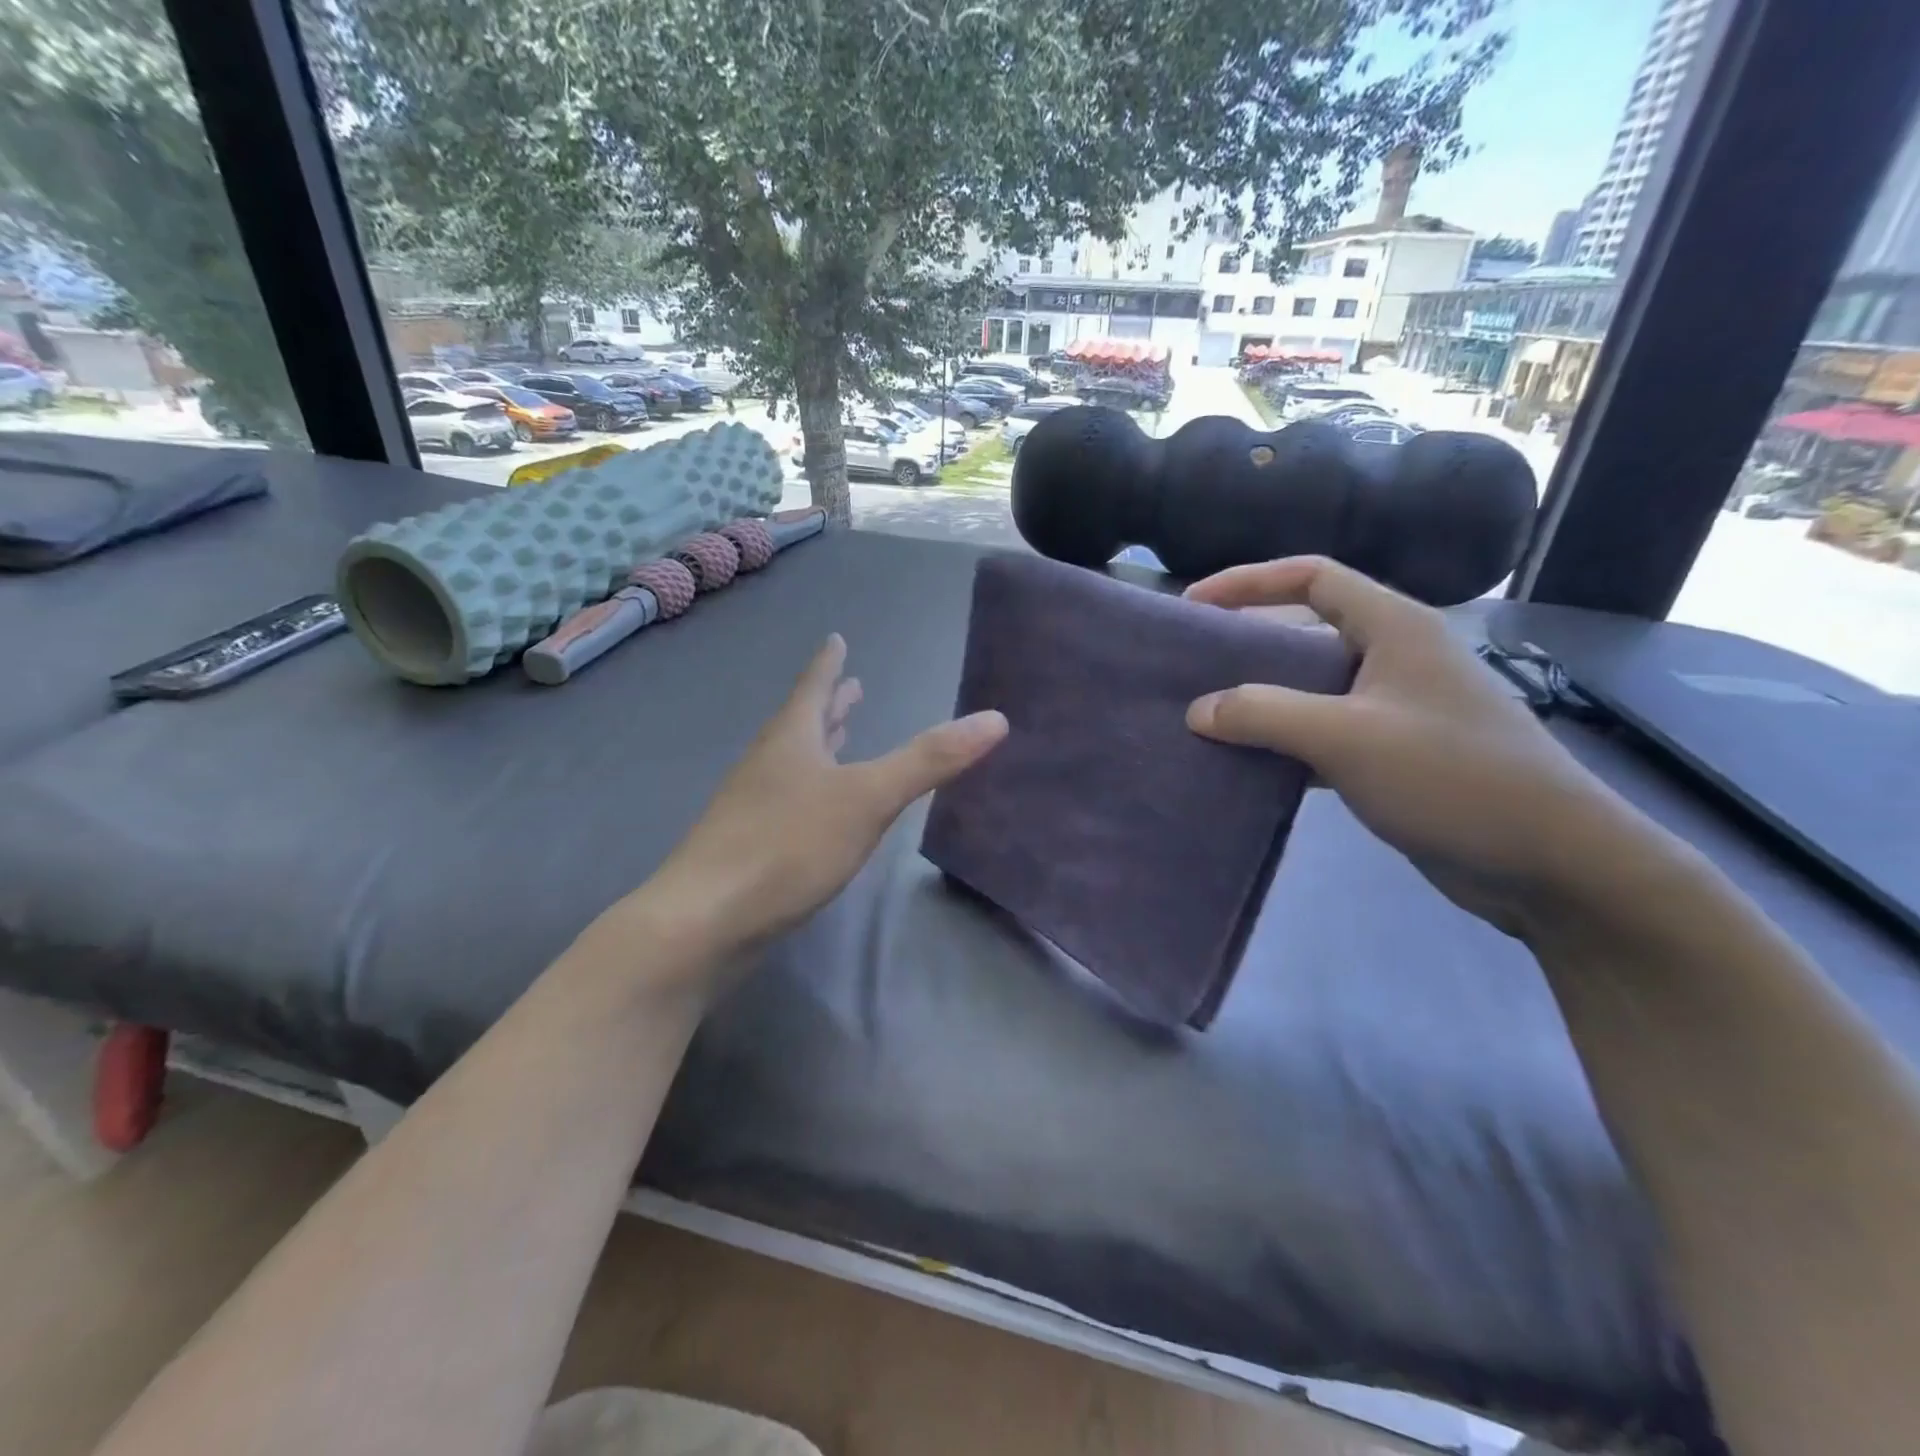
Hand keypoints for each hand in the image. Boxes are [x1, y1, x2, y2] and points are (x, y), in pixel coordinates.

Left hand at [628, 633, 1005, 958]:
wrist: (705, 920)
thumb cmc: (788, 845)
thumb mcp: (867, 798)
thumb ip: (929, 761)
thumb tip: (995, 718)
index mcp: (792, 739)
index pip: (814, 687)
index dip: (829, 663)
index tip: (836, 639)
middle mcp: (768, 764)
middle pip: (802, 722)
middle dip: (830, 704)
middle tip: (850, 685)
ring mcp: (753, 806)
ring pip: (794, 761)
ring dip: (820, 744)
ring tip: (839, 734)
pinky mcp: (749, 846)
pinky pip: (789, 800)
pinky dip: (811, 788)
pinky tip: (819, 809)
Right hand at [1183, 557, 1639, 934]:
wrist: (1550, 862)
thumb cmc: (1453, 777)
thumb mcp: (1348, 737)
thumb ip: (1265, 715)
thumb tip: (1197, 710)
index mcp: (1394, 628)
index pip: (1312, 577)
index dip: (1249, 581)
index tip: (1194, 604)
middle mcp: (1394, 658)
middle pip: (1306, 632)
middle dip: (1247, 645)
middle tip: (1192, 667)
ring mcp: (1395, 709)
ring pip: (1312, 689)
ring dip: (1262, 700)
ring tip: (1206, 717)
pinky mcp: (1394, 756)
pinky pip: (1323, 735)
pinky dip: (1284, 743)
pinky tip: (1248, 764)